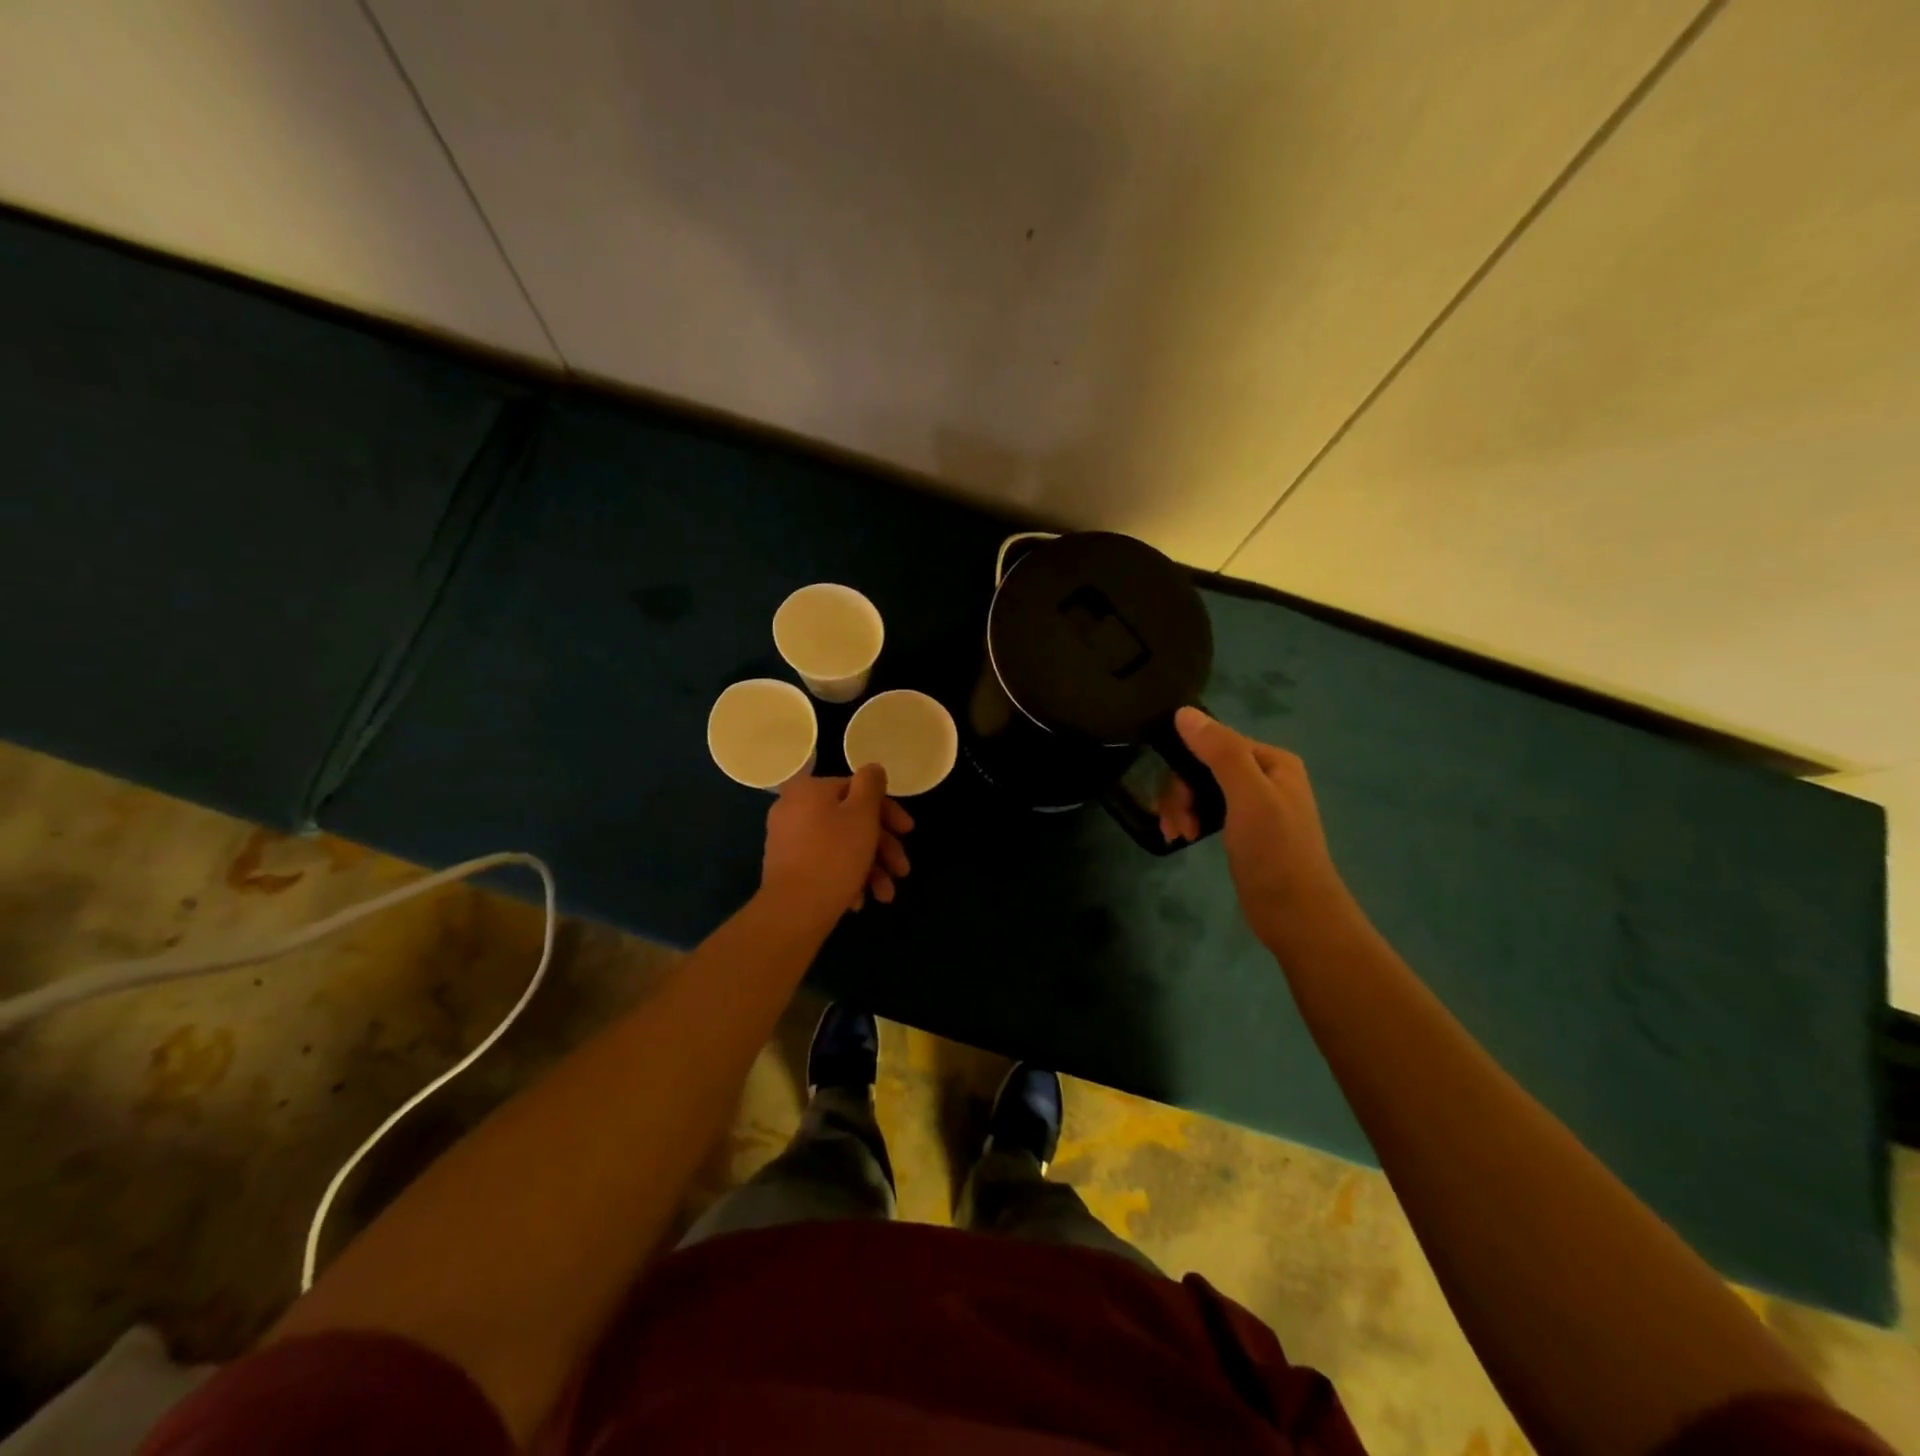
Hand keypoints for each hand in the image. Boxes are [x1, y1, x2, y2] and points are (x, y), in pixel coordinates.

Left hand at [761, 765, 914, 922]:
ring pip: (841, 846)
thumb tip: (873, 768)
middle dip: (882, 847)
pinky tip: (859, 900)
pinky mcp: (787, 868)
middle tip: (902, 870)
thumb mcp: (862, 813)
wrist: (793, 911)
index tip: (908, 832)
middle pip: (850, 820)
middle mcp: (793, 808)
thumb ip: (871, 784)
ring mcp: (787, 840)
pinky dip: (846, 877)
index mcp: (809, 789)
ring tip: (885, 895)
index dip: (888, 811)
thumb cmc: (835, 855)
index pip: (858, 789)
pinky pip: (825, 864)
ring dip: (870, 868)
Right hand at [1158, 707, 1354, 952]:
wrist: (1297, 916)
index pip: (1214, 742)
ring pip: (1202, 789)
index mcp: (1272, 761)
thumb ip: (1220, 752)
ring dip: (1182, 808)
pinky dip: (1192, 820)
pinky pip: (1208, 810)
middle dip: (1182, 792)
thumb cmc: (1275, 852)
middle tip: (1175, 823)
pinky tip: (1184, 837)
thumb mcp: (1248, 797)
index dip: (1186, 764)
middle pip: (1205, 766)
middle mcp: (1265, 776)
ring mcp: (1255, 804)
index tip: (1174, 798)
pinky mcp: (1245, 830)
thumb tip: (1183, 712)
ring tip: (1177, 834)